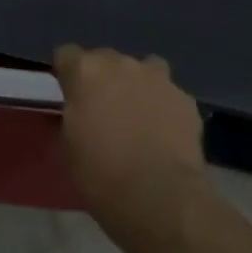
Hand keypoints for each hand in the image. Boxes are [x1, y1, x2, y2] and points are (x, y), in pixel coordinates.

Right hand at [54, 45, 208, 252]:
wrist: (159, 197)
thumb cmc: (101, 174)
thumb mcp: (68, 146)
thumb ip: (72, 115)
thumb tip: (78, 109)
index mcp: (85, 72)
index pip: (66, 54)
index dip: (66, 74)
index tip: (68, 94)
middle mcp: (121, 64)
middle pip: (106, 59)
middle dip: (102, 78)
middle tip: (102, 109)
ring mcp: (157, 78)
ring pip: (143, 70)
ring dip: (136, 85)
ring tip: (137, 115)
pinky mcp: (185, 98)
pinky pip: (168, 94)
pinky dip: (163, 106)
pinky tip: (163, 132)